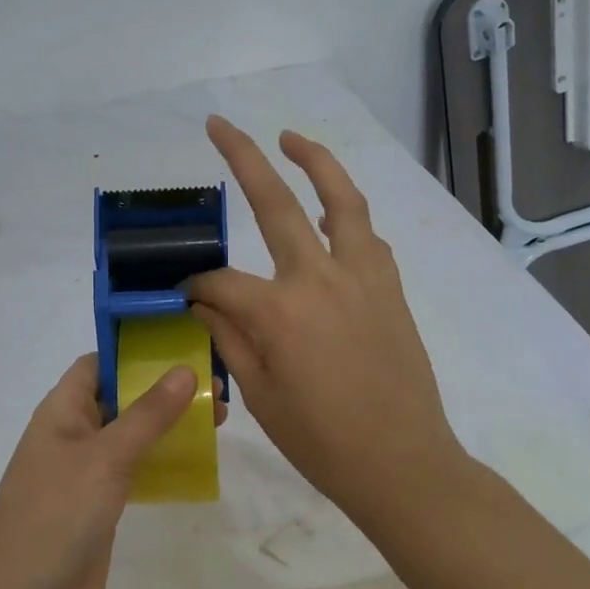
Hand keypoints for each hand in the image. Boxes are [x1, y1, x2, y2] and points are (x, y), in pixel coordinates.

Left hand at [0, 354, 226, 588]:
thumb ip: (148, 414)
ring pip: (132, 435)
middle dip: (163, 389)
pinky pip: (135, 471)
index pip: (98, 364)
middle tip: (216, 386)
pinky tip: (196, 462)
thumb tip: (185, 369)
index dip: (134, 351)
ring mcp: (86, 472)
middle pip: (121, 397)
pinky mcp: (100, 506)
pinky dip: (162, 461)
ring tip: (218, 419)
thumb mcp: (106, 457)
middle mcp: (73, 434)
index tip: (181, 344)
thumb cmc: (57, 515)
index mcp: (62, 410)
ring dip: (168, 425)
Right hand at [186, 115, 460, 518]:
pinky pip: (365, 234)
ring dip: (315, 161)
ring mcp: (362, 276)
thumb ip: (228, 336)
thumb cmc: (322, 441)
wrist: (403, 464)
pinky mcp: (389, 287)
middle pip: (275, 203)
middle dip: (243, 157)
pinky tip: (327, 214)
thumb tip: (204, 299)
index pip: (221, 281)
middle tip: (220, 124)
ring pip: (341, 199)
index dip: (198, 286)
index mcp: (279, 311)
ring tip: (290, 138)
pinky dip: (344, 212)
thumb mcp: (259, 394)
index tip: (186, 296)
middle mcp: (320, 278)